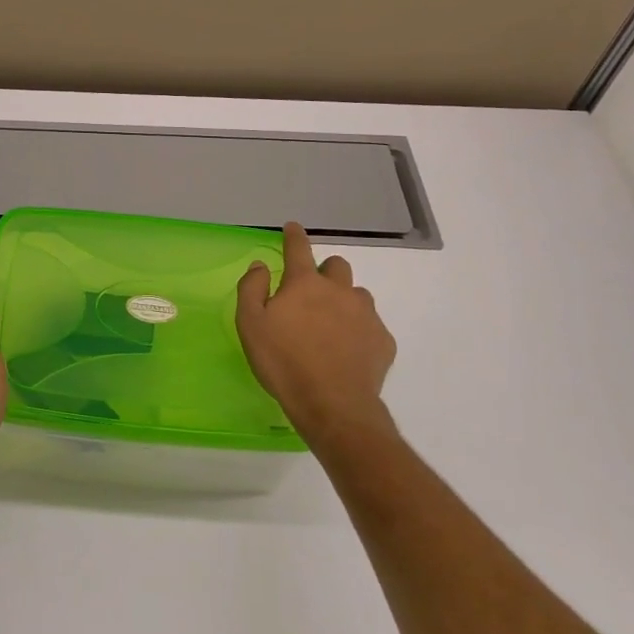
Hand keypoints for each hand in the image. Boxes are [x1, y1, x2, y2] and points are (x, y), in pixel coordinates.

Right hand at [236, 222, 397, 449]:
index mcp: (304, 284)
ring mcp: (366, 315)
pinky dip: (358, 330)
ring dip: (344, 300)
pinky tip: (347, 350)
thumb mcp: (250, 325)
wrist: (333, 405)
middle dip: (325, 271)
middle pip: (337, 266)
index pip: (299, 248)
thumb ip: (252, 289)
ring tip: (330, 325)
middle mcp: (339, 291)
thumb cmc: (283, 362)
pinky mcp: (383, 341)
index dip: (294, 235)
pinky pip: (371, 325)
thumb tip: (260, 265)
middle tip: (310, 293)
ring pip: (357, 295)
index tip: (293, 227)